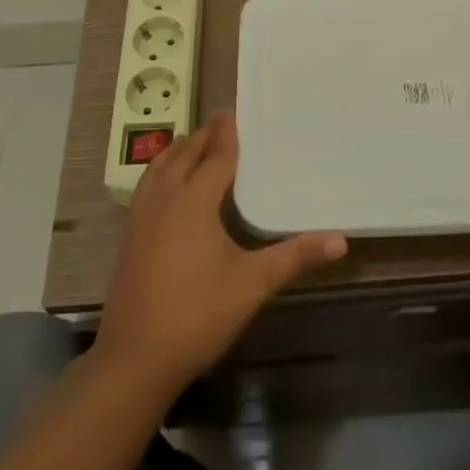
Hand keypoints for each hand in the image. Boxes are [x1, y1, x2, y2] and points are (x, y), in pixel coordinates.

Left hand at [94, 110, 347, 396]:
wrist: (134, 359)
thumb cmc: (198, 314)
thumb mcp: (253, 284)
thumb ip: (295, 257)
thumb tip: (341, 240)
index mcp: (194, 200)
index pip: (216, 154)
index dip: (227, 132)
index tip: (235, 111)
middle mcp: (165, 197)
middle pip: (185, 153)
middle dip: (204, 136)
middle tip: (223, 124)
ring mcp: (141, 216)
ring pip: (160, 167)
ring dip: (179, 150)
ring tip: (194, 144)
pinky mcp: (129, 236)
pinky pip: (147, 186)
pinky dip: (161, 172)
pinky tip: (167, 186)